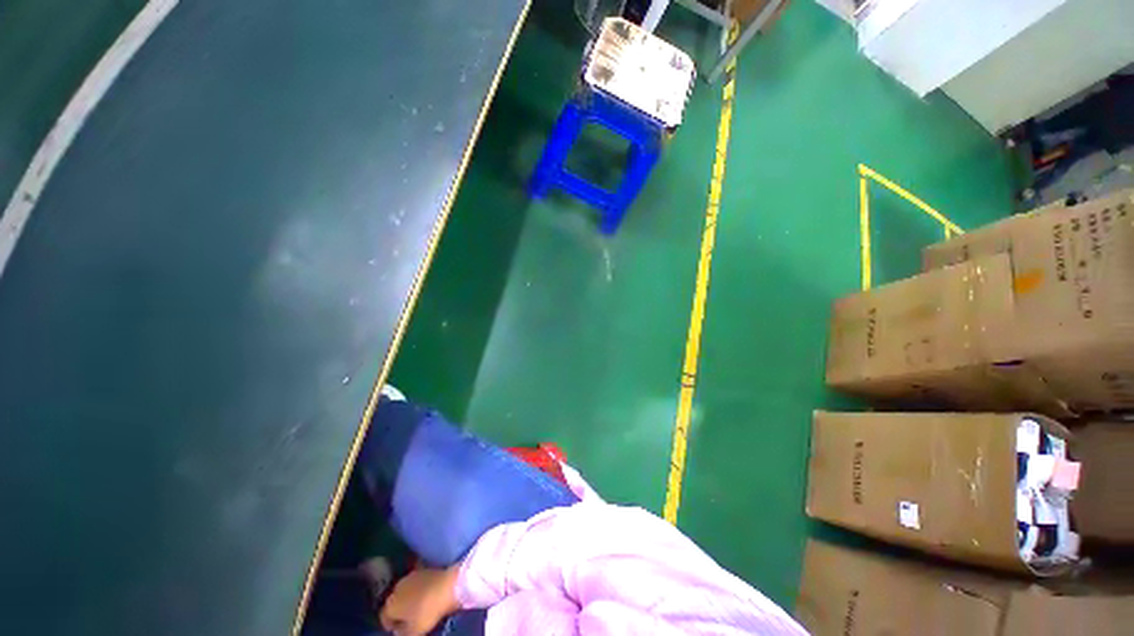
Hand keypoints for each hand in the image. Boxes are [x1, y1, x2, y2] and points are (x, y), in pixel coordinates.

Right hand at [379, 565, 461, 635]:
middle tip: (409, 618)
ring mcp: (410, 576)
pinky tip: (426, 593)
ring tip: (418, 605)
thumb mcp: (413, 632)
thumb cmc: (427, 612)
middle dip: (399, 610)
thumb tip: (399, 632)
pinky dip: (419, 588)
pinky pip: (416, 583)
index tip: (399, 630)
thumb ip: (402, 634)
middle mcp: (396, 588)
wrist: (446, 587)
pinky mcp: (423, 570)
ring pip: (404, 591)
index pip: (384, 617)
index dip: (391, 625)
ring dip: (408, 598)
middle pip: (394, 602)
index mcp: (390, 605)